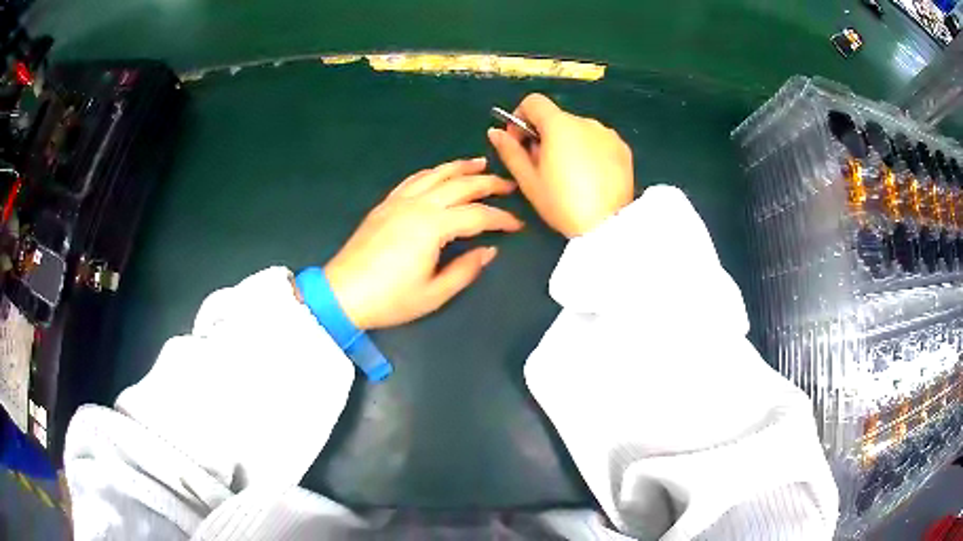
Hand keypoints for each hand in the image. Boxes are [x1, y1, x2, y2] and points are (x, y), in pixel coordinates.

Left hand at [323, 158, 522, 329]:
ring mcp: (399, 201)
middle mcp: (418, 205)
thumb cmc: (389, 298)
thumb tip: (488, 251)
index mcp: (433, 226)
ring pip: (436, 175)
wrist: (342, 293)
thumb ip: (465, 270)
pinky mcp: (386, 204)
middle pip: (460, 185)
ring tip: (480, 163)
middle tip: (509, 185)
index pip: (477, 215)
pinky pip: (414, 179)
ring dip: (461, 167)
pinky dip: (432, 172)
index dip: (502, 219)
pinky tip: (440, 173)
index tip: (518, 224)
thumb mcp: (434, 294)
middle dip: (488, 183)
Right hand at [488, 93, 634, 237]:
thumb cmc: (562, 204)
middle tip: (543, 167)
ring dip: (568, 143)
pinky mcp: (624, 149)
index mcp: (560, 125)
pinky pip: (599, 141)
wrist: (607, 226)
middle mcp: (586, 121)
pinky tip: (591, 177)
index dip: (520, 117)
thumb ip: (510, 151)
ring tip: (570, 175)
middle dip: (545, 135)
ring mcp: (608, 134)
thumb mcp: (529, 181)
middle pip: (557, 118)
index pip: (533, 102)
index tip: (520, 141)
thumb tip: (495, 132)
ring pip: (579, 130)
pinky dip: (590, 151)